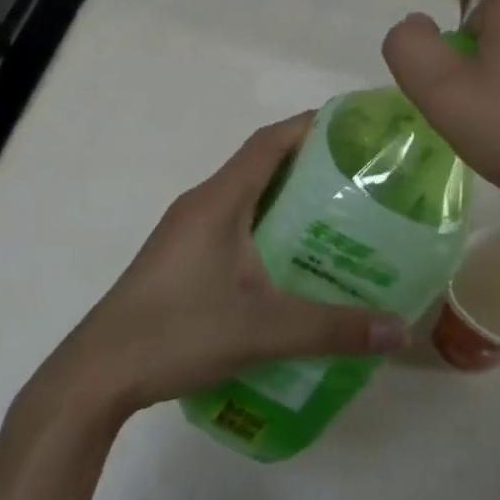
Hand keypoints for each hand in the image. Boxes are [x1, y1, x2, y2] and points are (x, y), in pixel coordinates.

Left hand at [44, 113, 408, 417]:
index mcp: (218, 201)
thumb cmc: (179, 331)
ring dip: (288, 203)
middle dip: (311, 168)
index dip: (311, 126)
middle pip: (261, 167)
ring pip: (247, 201)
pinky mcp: (181, 260)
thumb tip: (400, 329)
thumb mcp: (264, 329)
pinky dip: (267, 231)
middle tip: (362, 184)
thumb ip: (333, 328)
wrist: (100, 372)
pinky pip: (234, 227)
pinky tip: (293, 266)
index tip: (355, 129)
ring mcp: (187, 232)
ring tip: (339, 223)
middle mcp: (201, 205)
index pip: (269, 142)